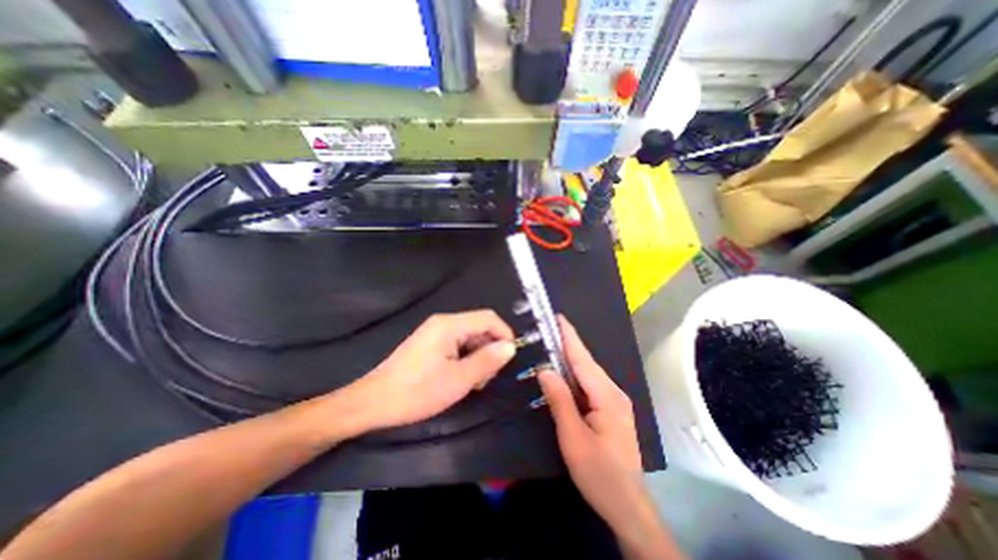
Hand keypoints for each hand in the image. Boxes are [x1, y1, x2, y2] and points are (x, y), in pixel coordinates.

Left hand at [340, 310, 519, 432]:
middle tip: (487, 377)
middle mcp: (443, 323)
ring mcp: (435, 333)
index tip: (510, 357)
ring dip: (478, 357)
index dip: (504, 334)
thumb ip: (487, 361)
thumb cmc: (417, 391)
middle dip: (490, 349)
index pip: (488, 318)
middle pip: (479, 327)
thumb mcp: (458, 379)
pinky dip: (465, 359)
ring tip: (473, 382)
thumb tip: (511, 346)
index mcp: (450, 325)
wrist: (373, 403)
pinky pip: (457, 345)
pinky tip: (461, 378)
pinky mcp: (429, 344)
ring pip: (469, 337)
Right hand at [543, 317, 651, 531]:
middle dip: (568, 344)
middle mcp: (613, 392)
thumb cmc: (599, 473)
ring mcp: (614, 400)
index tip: (558, 317)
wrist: (627, 505)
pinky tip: (564, 373)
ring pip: (588, 373)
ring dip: (570, 358)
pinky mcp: (611, 409)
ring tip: (552, 344)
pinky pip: (590, 385)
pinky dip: (575, 375)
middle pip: (586, 363)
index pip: (582, 359)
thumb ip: (559, 400)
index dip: (569, 337)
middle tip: (548, 329)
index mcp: (606, 395)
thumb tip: (545, 370)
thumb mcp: (573, 437)